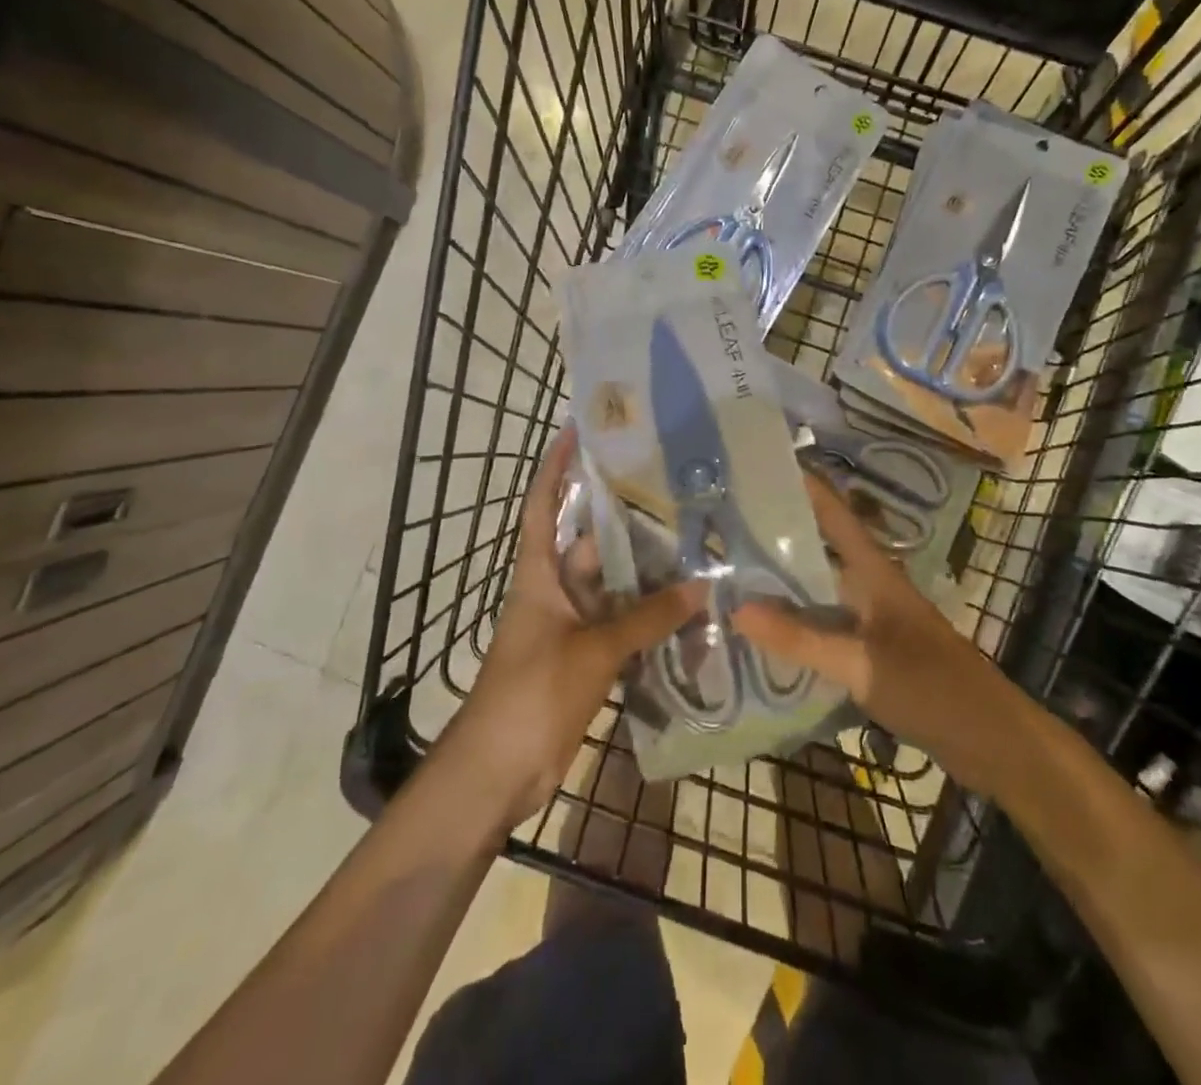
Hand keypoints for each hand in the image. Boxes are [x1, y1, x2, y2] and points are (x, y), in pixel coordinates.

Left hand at [443, 428, 701, 824]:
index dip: (555, 466)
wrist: (497, 772)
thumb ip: (648, 618)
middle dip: (628, 524)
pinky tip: (690, 611)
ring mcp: (573, 627)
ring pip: (616, 590)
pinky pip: (624, 628)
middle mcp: (556, 592)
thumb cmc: (532, 693)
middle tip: (677, 496)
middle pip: (593, 546)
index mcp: (539, 575)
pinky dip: (651, 621)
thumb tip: (703, 586)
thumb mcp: (593, 649)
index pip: (544, 506)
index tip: (576, 429)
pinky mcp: (587, 660)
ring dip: (648, 578)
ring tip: (696, 548)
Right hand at [733, 474, 1012, 792]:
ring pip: (819, 589)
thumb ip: (801, 639)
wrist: (991, 739)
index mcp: (874, 572)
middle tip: (724, 526)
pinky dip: (796, 623)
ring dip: (782, 582)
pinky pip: (825, 624)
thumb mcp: (861, 663)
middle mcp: (870, 586)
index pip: (834, 514)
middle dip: (776, 535)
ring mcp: (872, 618)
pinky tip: (765, 634)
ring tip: (730, 575)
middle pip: (819, 549)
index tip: (759, 465)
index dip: (803, 485)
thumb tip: (736, 608)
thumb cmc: (932, 687)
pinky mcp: (872, 649)